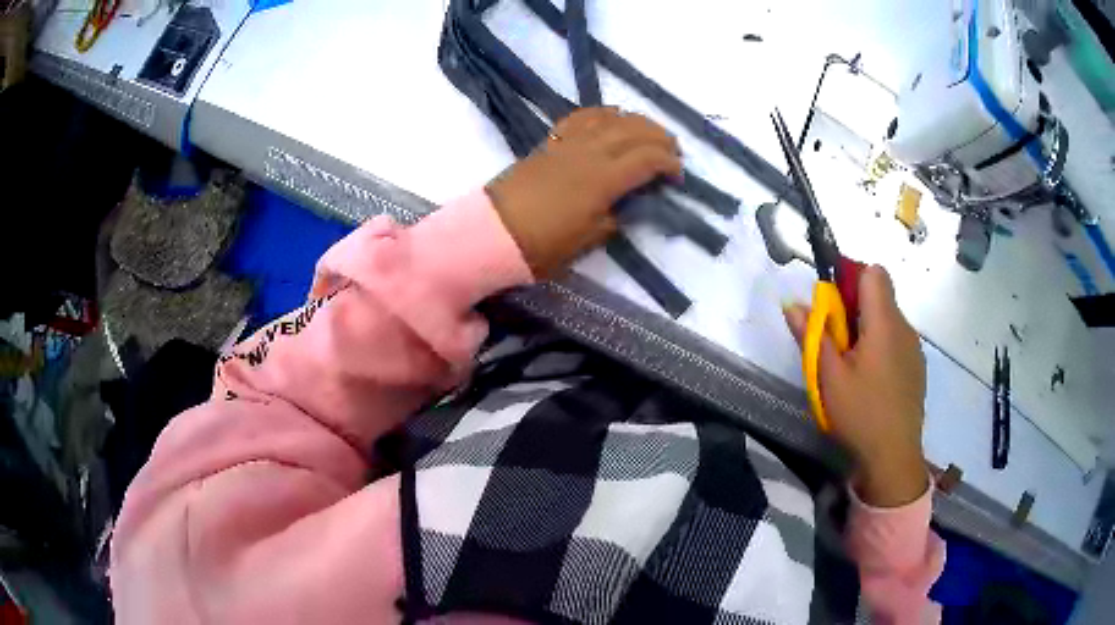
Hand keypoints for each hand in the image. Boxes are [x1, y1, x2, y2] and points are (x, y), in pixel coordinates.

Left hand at [486, 107, 681, 277]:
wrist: (493, 232)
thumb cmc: (541, 245)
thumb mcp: (587, 241)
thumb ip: (614, 218)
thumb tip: (627, 205)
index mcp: (602, 180)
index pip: (647, 159)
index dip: (669, 163)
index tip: (679, 176)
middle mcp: (589, 152)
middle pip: (634, 131)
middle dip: (660, 137)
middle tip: (673, 150)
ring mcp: (568, 142)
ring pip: (611, 118)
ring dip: (636, 121)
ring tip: (650, 132)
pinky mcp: (551, 141)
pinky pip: (582, 117)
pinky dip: (603, 113)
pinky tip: (612, 117)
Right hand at [784, 266, 928, 506]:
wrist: (894, 457)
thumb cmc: (860, 414)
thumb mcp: (828, 376)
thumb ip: (811, 335)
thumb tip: (792, 303)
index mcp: (884, 323)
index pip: (873, 272)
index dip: (851, 278)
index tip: (833, 306)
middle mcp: (904, 327)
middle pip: (879, 296)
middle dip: (853, 309)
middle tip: (835, 345)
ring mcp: (914, 348)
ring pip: (887, 320)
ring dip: (867, 330)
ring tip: (851, 368)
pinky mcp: (916, 367)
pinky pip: (896, 341)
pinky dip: (880, 348)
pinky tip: (870, 383)